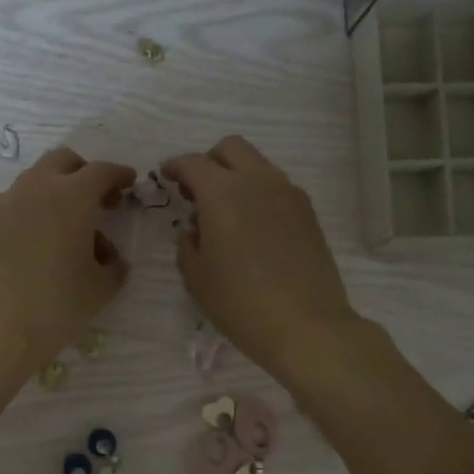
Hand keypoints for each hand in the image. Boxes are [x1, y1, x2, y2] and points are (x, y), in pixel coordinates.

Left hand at [0, 146, 135, 376]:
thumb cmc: (56, 305)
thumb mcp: (100, 288)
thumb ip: (113, 265)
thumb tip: (108, 257)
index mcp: (72, 196)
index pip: (101, 171)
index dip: (119, 175)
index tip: (130, 183)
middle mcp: (37, 188)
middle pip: (64, 162)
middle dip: (85, 173)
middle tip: (100, 200)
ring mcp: (6, 203)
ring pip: (36, 180)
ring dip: (57, 191)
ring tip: (69, 227)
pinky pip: (17, 203)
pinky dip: (34, 209)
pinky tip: (40, 242)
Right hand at [162, 136, 359, 383]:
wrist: (306, 325)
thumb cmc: (240, 303)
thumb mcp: (196, 277)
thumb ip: (188, 243)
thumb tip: (195, 228)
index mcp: (223, 193)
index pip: (193, 163)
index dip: (175, 166)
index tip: (165, 175)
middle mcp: (258, 181)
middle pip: (230, 148)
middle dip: (209, 161)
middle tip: (196, 190)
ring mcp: (289, 194)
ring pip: (257, 165)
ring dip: (236, 176)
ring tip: (225, 213)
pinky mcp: (308, 212)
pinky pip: (276, 187)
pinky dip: (258, 194)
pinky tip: (252, 228)